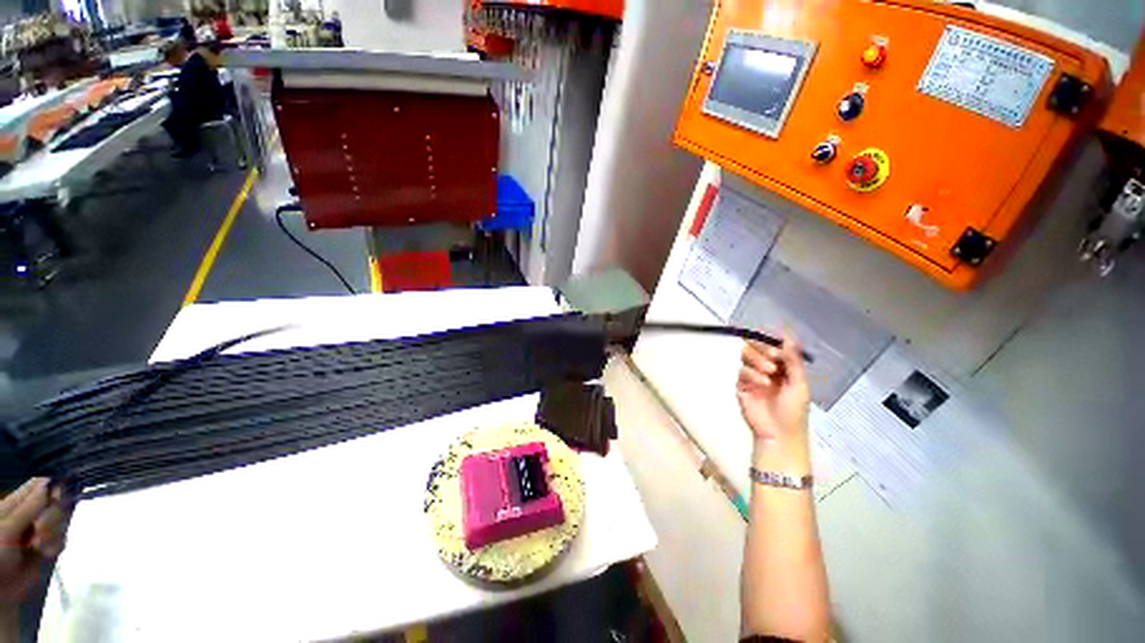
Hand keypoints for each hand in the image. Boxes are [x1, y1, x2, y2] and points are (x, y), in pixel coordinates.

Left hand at [0, 478, 71, 605]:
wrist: (0, 590)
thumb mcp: (7, 530)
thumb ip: (27, 508)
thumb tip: (48, 483)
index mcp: (17, 503)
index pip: (40, 484)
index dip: (53, 486)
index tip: (57, 496)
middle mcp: (31, 514)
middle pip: (56, 503)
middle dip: (53, 518)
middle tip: (41, 531)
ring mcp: (40, 531)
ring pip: (61, 523)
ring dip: (54, 534)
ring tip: (39, 547)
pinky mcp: (48, 546)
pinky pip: (62, 540)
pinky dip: (56, 547)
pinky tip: (46, 555)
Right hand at [736, 331, 810, 470]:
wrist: (779, 434)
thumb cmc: (794, 411)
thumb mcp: (799, 384)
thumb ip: (793, 361)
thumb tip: (788, 337)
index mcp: (783, 366)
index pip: (773, 345)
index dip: (773, 342)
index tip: (778, 346)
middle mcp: (766, 368)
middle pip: (756, 346)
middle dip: (763, 349)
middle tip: (774, 358)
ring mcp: (752, 375)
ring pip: (746, 355)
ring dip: (757, 359)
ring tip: (769, 371)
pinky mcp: (741, 385)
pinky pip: (741, 371)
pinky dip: (751, 374)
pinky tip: (762, 383)